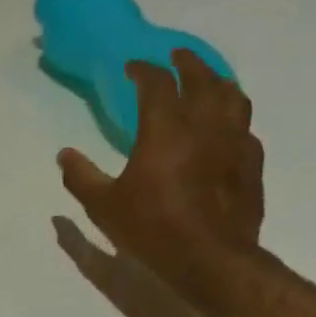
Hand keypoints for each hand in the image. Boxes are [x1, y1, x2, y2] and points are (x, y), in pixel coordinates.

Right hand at [56, 49, 264, 302]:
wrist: (210, 260)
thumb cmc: (151, 228)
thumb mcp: (103, 206)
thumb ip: (81, 176)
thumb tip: (64, 154)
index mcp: (165, 129)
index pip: (158, 83)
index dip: (144, 70)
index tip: (132, 67)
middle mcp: (204, 126)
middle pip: (202, 79)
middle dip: (187, 63)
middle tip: (176, 57)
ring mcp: (234, 143)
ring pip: (232, 97)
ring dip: (218, 81)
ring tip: (208, 80)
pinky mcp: (251, 165)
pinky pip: (245, 127)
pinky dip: (233, 117)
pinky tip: (226, 127)